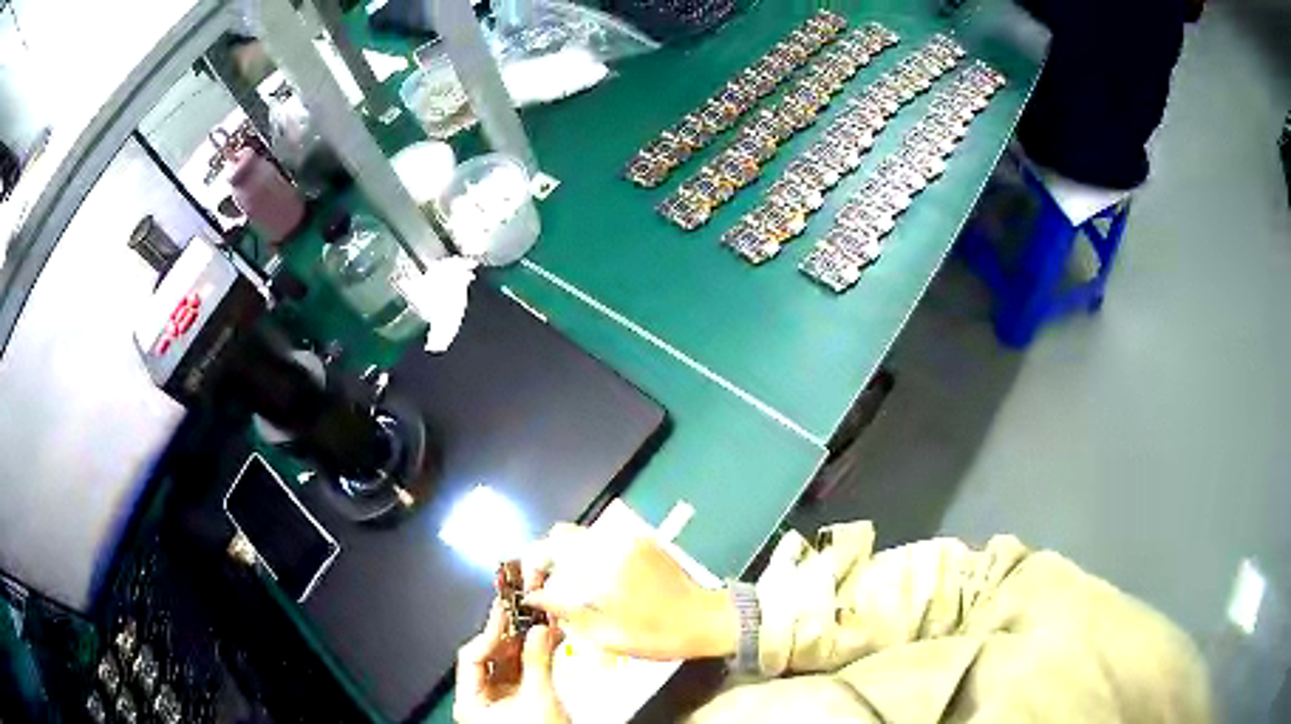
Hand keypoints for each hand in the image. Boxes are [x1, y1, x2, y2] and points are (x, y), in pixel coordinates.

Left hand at [454, 600, 568, 723]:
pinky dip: (537, 653)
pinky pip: (524, 667)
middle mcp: (481, 697)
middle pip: (491, 655)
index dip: (490, 633)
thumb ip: (538, 661)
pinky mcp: (520, 697)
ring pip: (509, 659)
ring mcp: (501, 697)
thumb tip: (538, 629)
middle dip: (512, 634)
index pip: (472, 655)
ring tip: (542, 621)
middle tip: (525, 611)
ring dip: (527, 640)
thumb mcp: (539, 698)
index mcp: (471, 701)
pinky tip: (549, 638)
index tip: (506, 612)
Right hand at [522, 524, 737, 661]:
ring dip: (571, 557)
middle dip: (549, 558)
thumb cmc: (656, 634)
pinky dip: (593, 555)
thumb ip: (565, 611)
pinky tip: (601, 582)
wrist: (707, 620)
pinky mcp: (644, 542)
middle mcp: (611, 544)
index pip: (546, 549)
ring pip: (583, 537)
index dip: (532, 566)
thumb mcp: (606, 634)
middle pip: (562, 535)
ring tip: (575, 589)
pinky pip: (605, 540)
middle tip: (551, 588)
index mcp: (599, 567)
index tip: (534, 589)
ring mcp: (629, 539)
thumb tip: (534, 596)